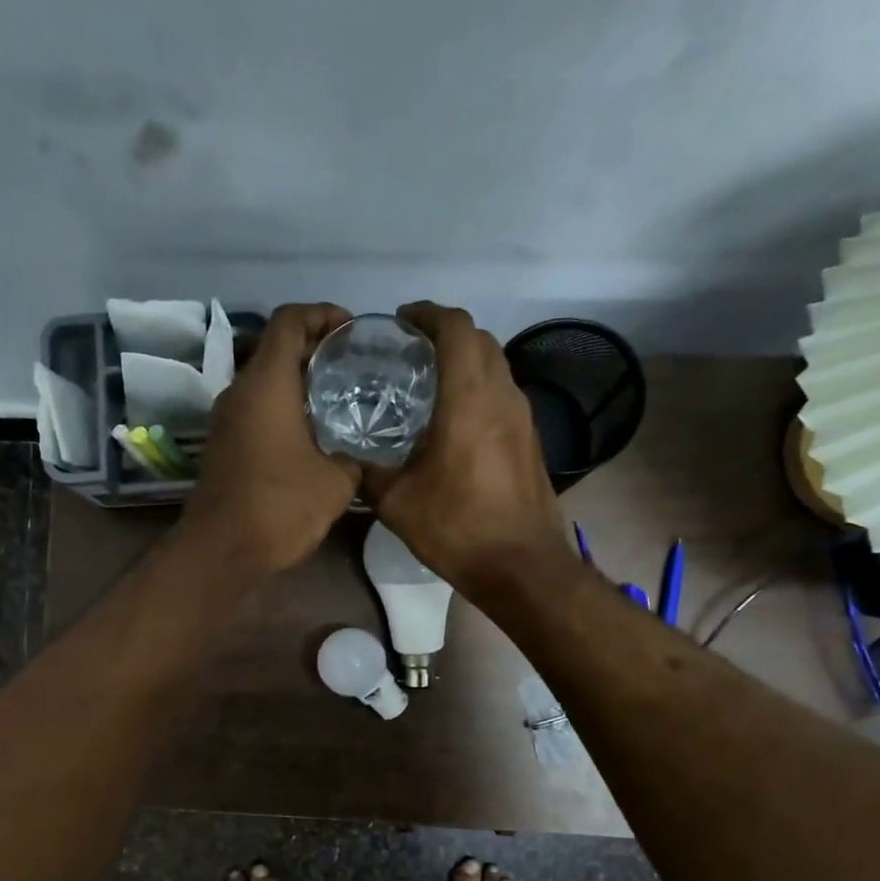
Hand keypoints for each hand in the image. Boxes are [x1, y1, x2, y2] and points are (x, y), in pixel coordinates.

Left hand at [180, 303, 359, 575]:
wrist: (222, 551)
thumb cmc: (280, 506)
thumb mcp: (336, 483)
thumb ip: (352, 458)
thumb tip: (354, 457)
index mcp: (266, 384)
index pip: (289, 321)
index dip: (322, 314)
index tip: (351, 329)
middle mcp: (239, 393)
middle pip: (275, 349)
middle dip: (314, 348)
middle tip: (352, 364)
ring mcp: (225, 421)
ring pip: (264, 383)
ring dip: (297, 382)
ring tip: (337, 397)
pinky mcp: (222, 447)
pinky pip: (256, 411)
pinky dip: (282, 409)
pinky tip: (311, 434)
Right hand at [361, 302, 569, 597]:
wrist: (522, 566)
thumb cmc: (458, 528)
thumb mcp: (397, 503)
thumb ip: (368, 473)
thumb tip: (348, 461)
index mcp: (469, 398)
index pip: (456, 328)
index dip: (428, 314)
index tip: (402, 321)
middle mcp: (502, 396)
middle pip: (480, 340)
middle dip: (446, 334)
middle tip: (410, 352)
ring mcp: (523, 418)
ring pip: (496, 367)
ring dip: (466, 362)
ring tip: (429, 383)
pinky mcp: (530, 441)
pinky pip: (503, 396)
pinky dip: (479, 390)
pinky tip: (454, 421)